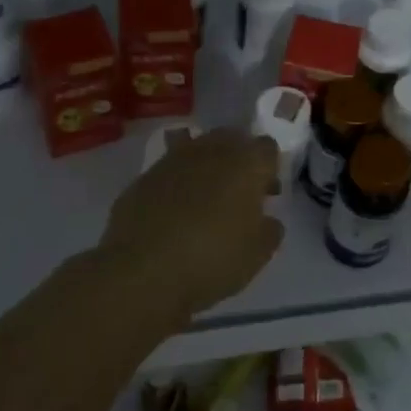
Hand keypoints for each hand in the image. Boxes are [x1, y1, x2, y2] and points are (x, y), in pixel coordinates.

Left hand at [100, 127, 282, 325]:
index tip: (267, 193)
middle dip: (238, 159)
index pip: (267, 147)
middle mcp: (211, 150)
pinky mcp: (144, 176)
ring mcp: (173, 159)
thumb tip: (268, 220)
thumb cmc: (212, 260)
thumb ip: (269, 231)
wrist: (141, 272)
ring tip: (205, 198)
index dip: (269, 168)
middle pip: (232, 138)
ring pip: (198, 148)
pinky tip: (173, 211)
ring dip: (206, 165)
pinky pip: (169, 170)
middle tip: (238, 192)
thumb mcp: (257, 256)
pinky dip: (176, 182)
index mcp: (246, 163)